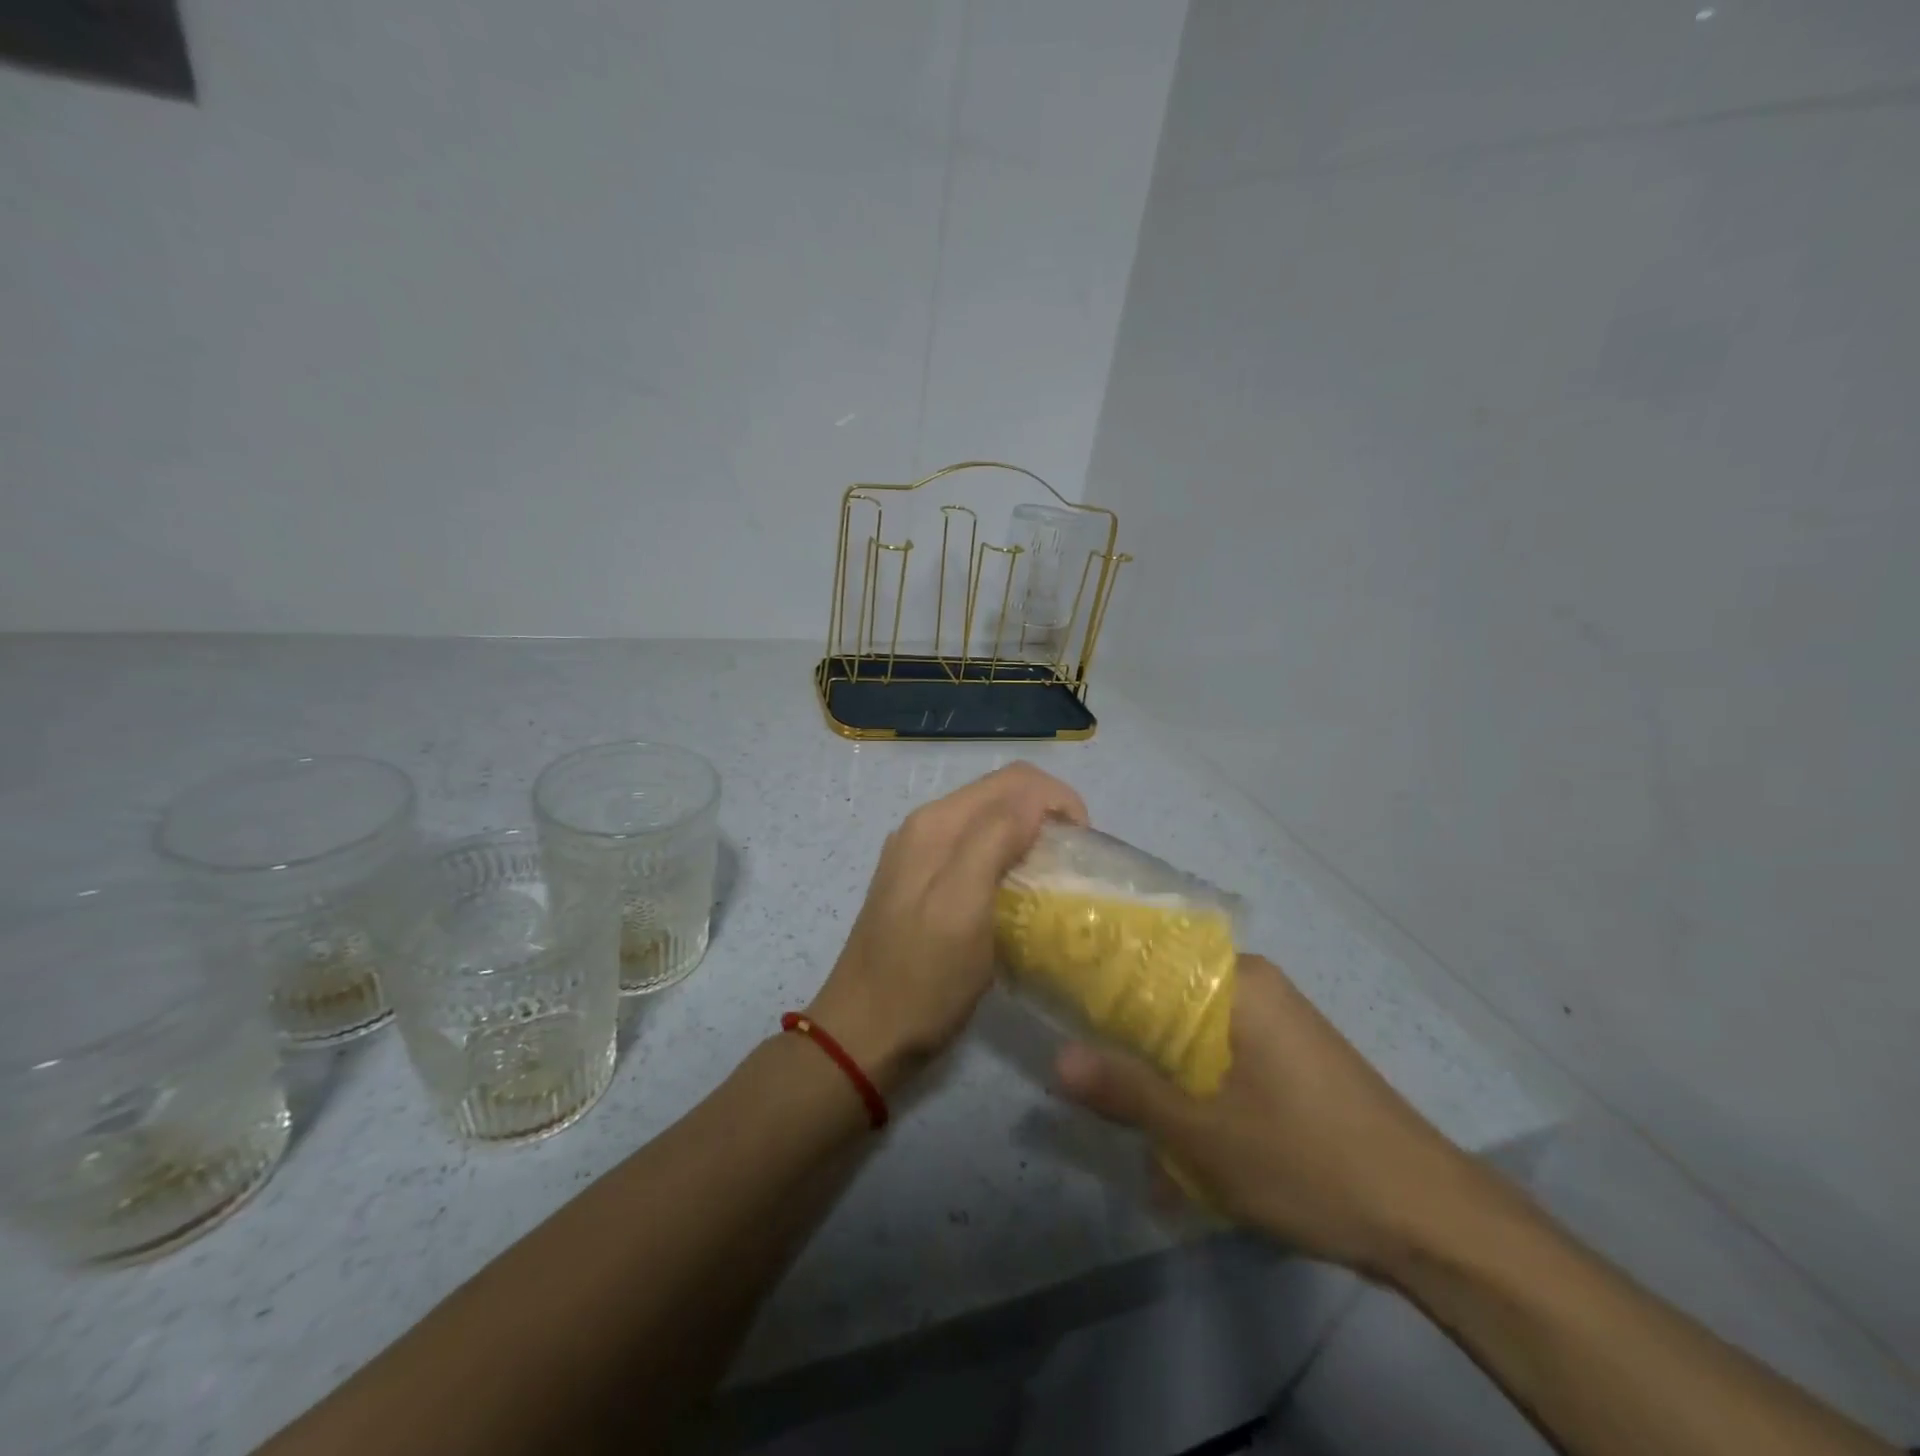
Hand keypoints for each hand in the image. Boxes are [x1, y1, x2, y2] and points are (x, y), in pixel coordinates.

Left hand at [808, 762, 1087, 1092]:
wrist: (864, 1034)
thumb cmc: (922, 979)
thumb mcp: (963, 908)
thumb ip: (993, 840)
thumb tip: (1036, 800)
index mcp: (938, 823)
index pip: (1016, 781)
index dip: (1059, 802)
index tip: (1083, 848)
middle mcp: (927, 825)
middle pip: (1003, 794)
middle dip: (1047, 815)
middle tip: (1072, 864)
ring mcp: (920, 853)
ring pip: (991, 819)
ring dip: (1029, 835)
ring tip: (1051, 879)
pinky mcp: (921, 880)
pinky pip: (976, 847)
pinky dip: (1007, 855)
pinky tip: (1016, 893)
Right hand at [1054, 954, 1482, 1274]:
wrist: (1432, 1220)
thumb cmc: (1309, 1161)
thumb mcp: (1205, 1136)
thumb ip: (1128, 1092)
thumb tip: (1056, 1058)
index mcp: (1236, 982)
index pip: (1147, 953)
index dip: (1099, 974)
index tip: (1059, 998)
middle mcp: (1256, 985)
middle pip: (1167, 991)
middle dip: (1128, 1033)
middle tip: (1090, 1071)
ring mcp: (1279, 1020)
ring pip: (1193, 1026)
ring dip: (1161, 1066)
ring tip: (1132, 1111)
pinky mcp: (1292, 1055)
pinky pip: (1223, 1050)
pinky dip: (1196, 1080)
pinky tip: (1184, 1128)